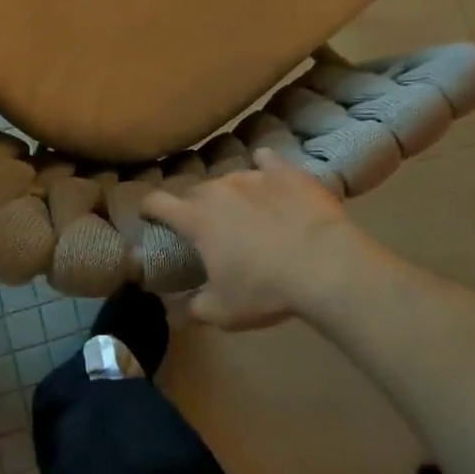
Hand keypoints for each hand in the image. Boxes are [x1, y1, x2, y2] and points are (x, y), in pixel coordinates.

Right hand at [142, 150, 355, 328]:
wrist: (326, 266)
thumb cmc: (265, 290)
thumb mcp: (222, 312)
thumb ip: (190, 310)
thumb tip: (170, 311)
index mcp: (196, 219)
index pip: (157, 203)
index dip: (148, 208)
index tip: (148, 214)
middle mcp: (218, 189)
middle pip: (195, 191)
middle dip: (194, 207)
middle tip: (205, 228)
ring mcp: (253, 176)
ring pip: (230, 178)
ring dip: (229, 194)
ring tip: (243, 212)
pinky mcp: (286, 172)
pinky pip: (267, 161)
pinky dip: (264, 167)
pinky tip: (269, 174)